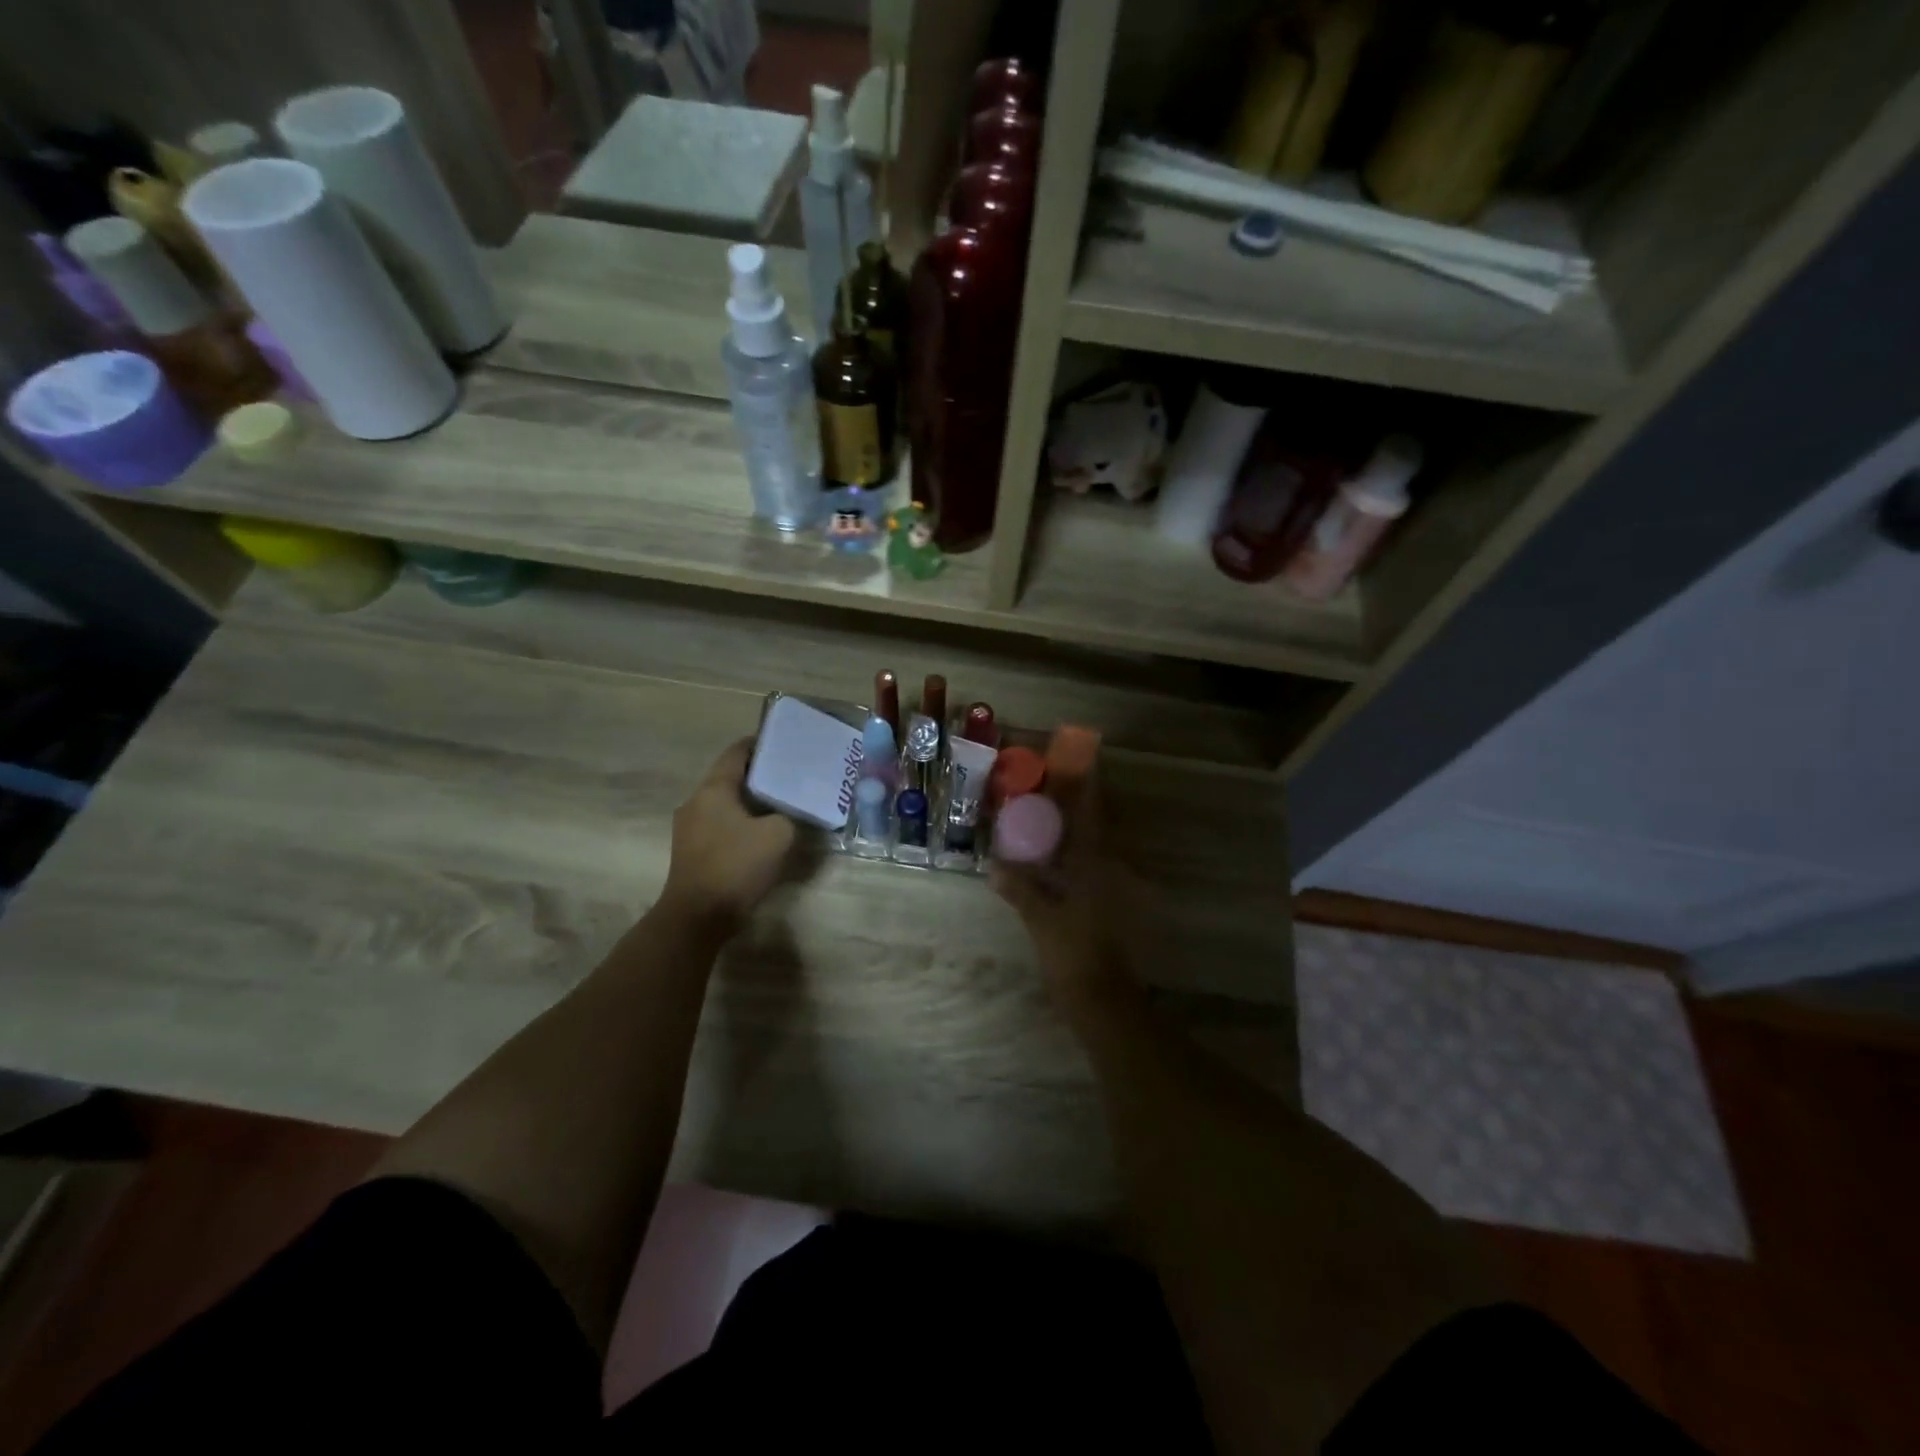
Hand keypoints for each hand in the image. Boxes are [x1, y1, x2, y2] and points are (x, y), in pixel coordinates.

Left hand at [661, 739, 796, 932]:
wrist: (698, 916)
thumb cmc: (736, 865)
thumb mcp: (779, 835)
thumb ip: (789, 817)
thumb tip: (787, 816)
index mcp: (713, 789)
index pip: (737, 753)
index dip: (760, 744)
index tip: (784, 744)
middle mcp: (696, 802)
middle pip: (730, 778)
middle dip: (759, 776)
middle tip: (789, 777)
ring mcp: (689, 828)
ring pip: (725, 804)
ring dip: (750, 803)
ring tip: (780, 806)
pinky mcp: (692, 852)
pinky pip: (720, 826)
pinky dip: (741, 824)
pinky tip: (761, 835)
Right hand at [989, 773, 1139, 1012]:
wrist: (1102, 998)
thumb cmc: (1073, 953)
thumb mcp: (1040, 919)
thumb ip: (1019, 889)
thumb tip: (994, 866)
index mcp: (1094, 866)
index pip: (1092, 815)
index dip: (1088, 786)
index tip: (1081, 761)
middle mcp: (1108, 870)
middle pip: (1095, 826)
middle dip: (1078, 804)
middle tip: (1051, 787)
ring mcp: (1110, 890)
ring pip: (1092, 848)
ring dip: (1074, 830)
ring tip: (1047, 817)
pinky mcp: (1106, 907)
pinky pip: (1088, 869)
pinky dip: (1072, 857)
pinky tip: (1052, 861)